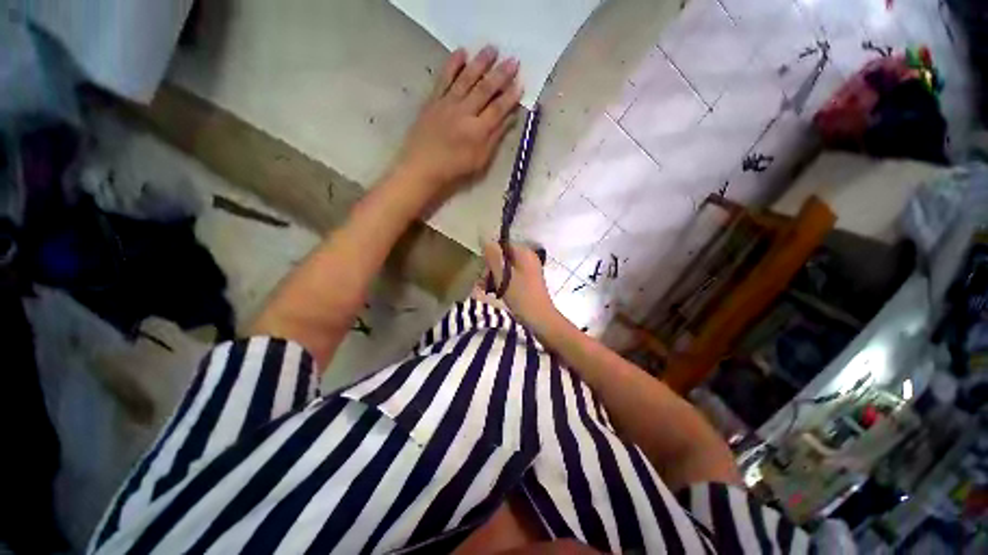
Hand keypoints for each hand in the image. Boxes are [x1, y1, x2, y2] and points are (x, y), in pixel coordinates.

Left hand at [394, 46, 522, 201]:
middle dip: (500, 75)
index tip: (521, 83)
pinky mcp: (433, 101)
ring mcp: (447, 104)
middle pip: (485, 90)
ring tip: (492, 48)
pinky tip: (461, 52)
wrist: (422, 167)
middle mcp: (464, 113)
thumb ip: (495, 139)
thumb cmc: (454, 169)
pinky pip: (444, 79)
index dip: (510, 97)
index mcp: (477, 131)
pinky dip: (452, 64)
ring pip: (466, 79)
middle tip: (513, 60)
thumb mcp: (480, 161)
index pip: (498, 109)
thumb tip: (510, 119)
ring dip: (480, 63)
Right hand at [482, 241, 557, 326]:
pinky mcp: (527, 281)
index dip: (491, 256)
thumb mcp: (504, 276)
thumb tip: (485, 240)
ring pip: (505, 268)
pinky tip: (495, 293)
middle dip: (491, 269)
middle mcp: (527, 258)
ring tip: (487, 291)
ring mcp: (528, 270)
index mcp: (524, 253)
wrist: (540, 319)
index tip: (484, 271)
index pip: (502, 245)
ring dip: (494, 277)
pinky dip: (502, 283)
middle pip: (503, 257)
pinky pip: (510, 276)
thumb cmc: (522, 296)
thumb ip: (494, 257)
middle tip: (483, 284)